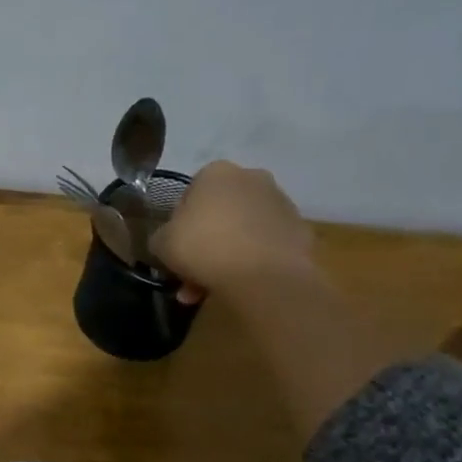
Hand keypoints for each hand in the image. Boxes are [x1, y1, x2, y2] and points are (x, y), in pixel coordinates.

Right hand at [154, 161, 316, 304]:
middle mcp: (252, 178)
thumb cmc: (205, 247)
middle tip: (192, 272)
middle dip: (205, 243)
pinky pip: (265, 245)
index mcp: (216, 173)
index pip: (189, 195)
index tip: (176, 247)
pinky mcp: (300, 230)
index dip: (179, 224)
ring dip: (226, 255)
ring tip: (212, 288)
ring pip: (242, 231)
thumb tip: (168, 241)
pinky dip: (252, 261)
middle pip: (219, 213)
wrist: (263, 275)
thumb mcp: (162, 243)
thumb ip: (162, 237)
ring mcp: (280, 203)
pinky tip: (241, 285)